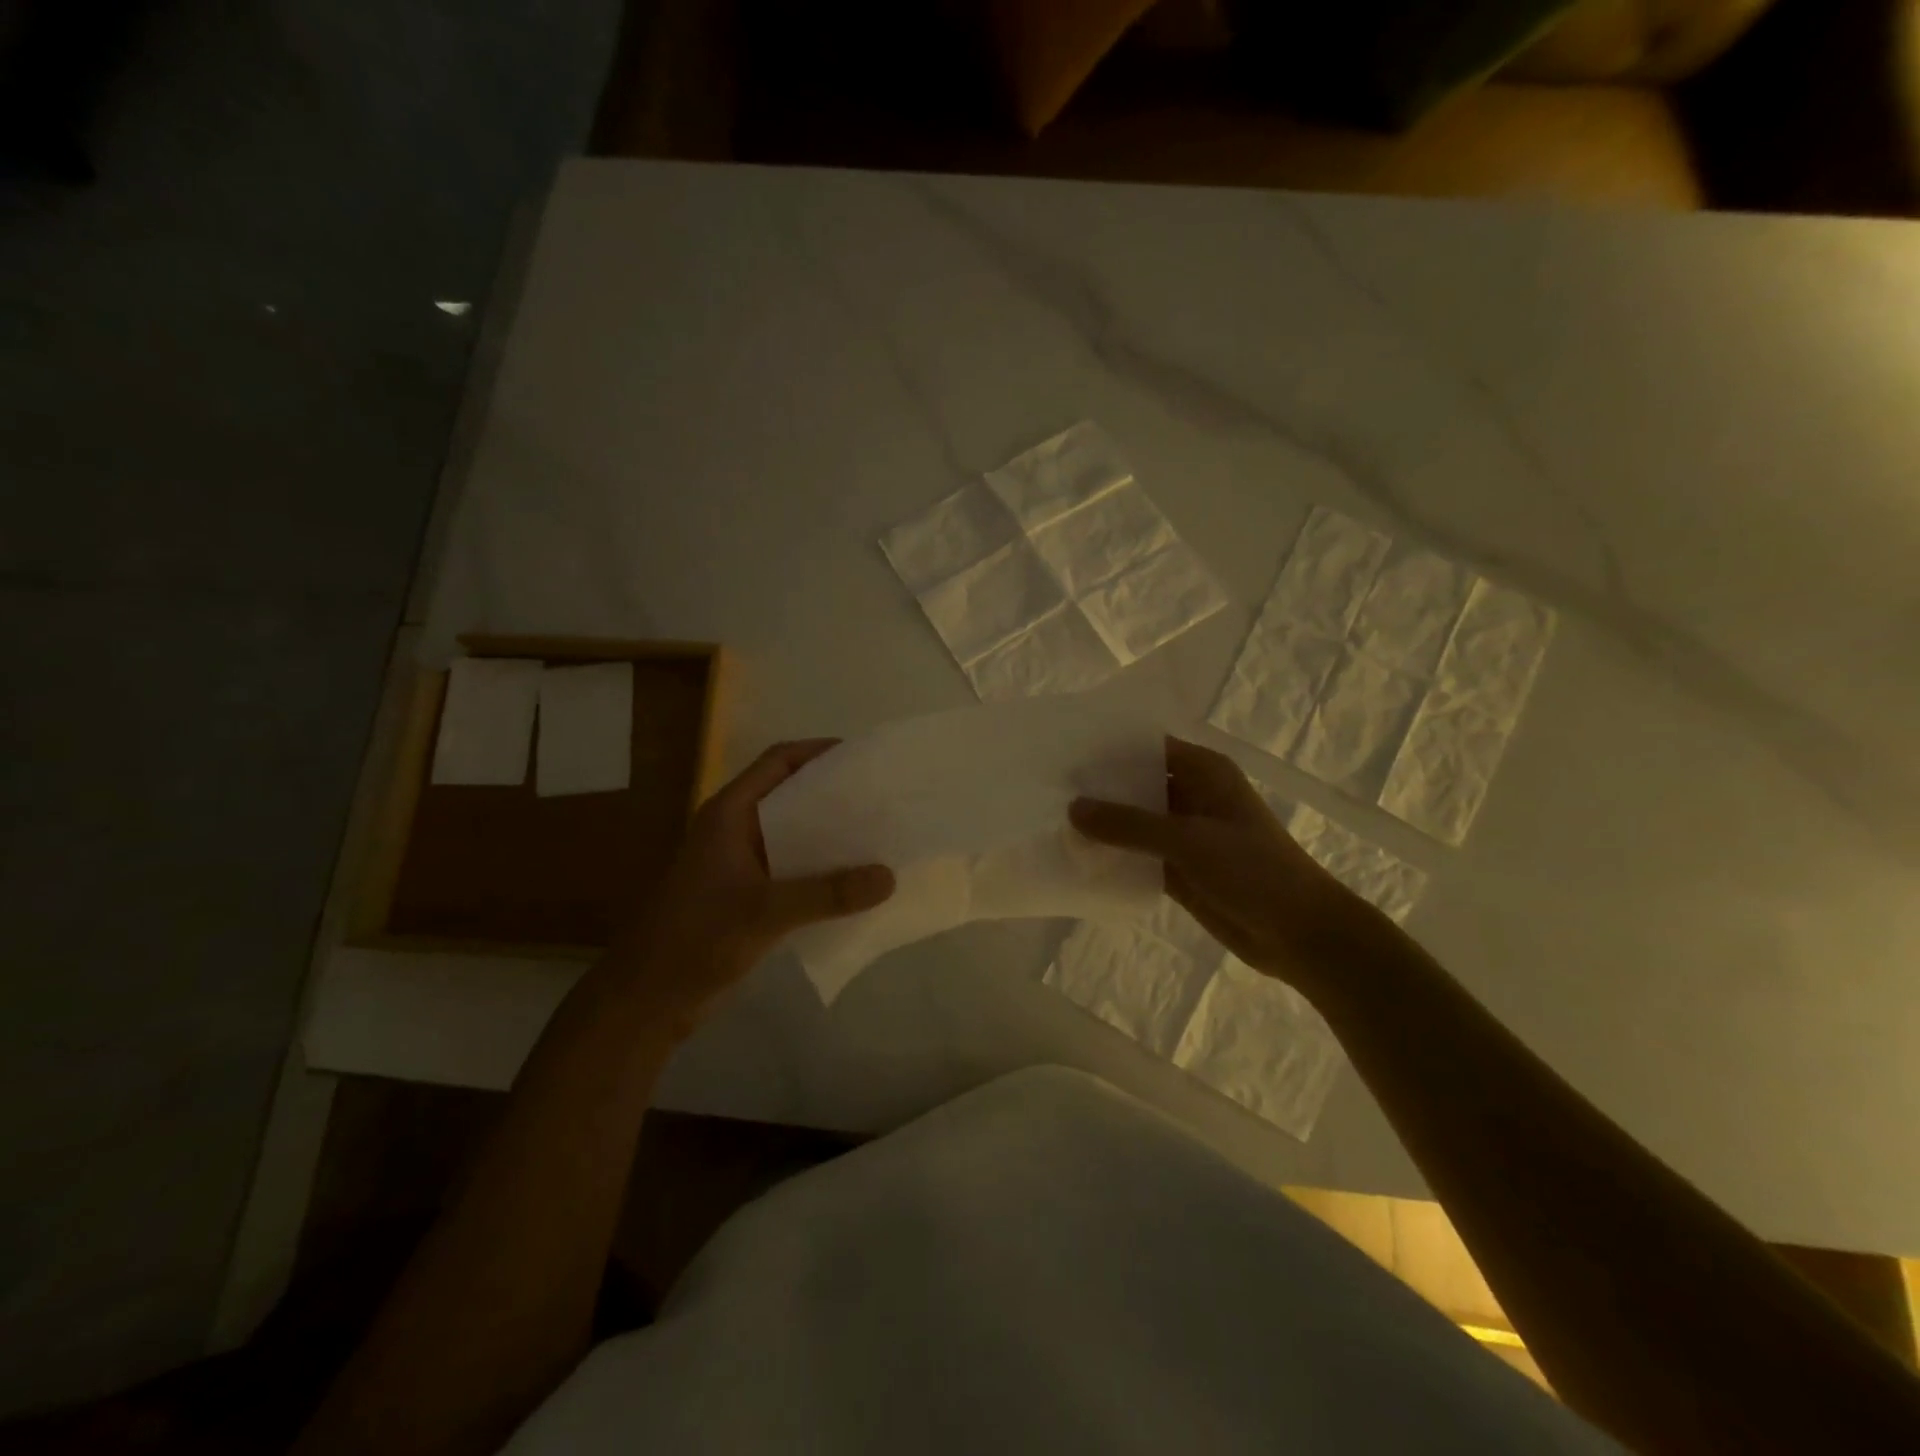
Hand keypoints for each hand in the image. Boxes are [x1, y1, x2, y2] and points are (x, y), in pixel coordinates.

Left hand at [619, 739, 893, 1032]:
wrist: (649, 998)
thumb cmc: (697, 938)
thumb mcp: (765, 911)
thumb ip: (828, 893)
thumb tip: (889, 877)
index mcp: (730, 813)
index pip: (778, 761)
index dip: (818, 752)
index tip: (863, 757)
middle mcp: (736, 829)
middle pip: (791, 794)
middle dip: (834, 794)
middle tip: (882, 799)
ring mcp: (741, 863)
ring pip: (795, 835)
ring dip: (831, 835)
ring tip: (879, 837)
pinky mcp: (748, 894)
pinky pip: (794, 869)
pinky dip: (823, 870)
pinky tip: (855, 882)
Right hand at [1069, 737, 1373, 992]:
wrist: (1300, 934)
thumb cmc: (1253, 870)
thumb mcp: (1188, 840)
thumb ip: (1128, 824)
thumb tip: (1072, 807)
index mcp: (1204, 771)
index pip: (1147, 748)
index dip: (1108, 750)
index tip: (1063, 753)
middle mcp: (1193, 795)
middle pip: (1137, 784)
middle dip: (1099, 789)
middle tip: (1047, 789)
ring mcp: (1186, 834)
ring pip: (1135, 822)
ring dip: (1104, 825)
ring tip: (1052, 821)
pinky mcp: (1181, 868)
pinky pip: (1139, 855)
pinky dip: (1115, 856)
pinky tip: (1078, 858)